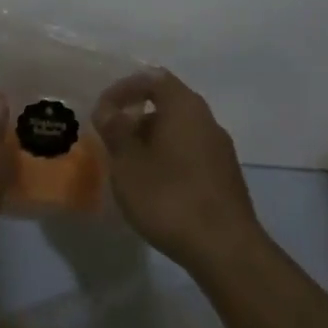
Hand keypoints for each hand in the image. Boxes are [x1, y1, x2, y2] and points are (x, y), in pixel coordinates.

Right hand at [94, 69, 259, 273]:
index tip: (103, 110)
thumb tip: (108, 109)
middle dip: (136, 117)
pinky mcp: (225, 177)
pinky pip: (190, 154)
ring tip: (128, 167)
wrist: (225, 249)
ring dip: (151, 141)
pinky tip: (154, 187)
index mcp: (185, 107)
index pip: (153, 78)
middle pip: (168, 104)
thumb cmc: (169, 197)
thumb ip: (115, 130)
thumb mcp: (128, 162)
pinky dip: (167, 159)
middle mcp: (207, 120)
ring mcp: (220, 150)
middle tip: (112, 140)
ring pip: (179, 131)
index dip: (124, 88)